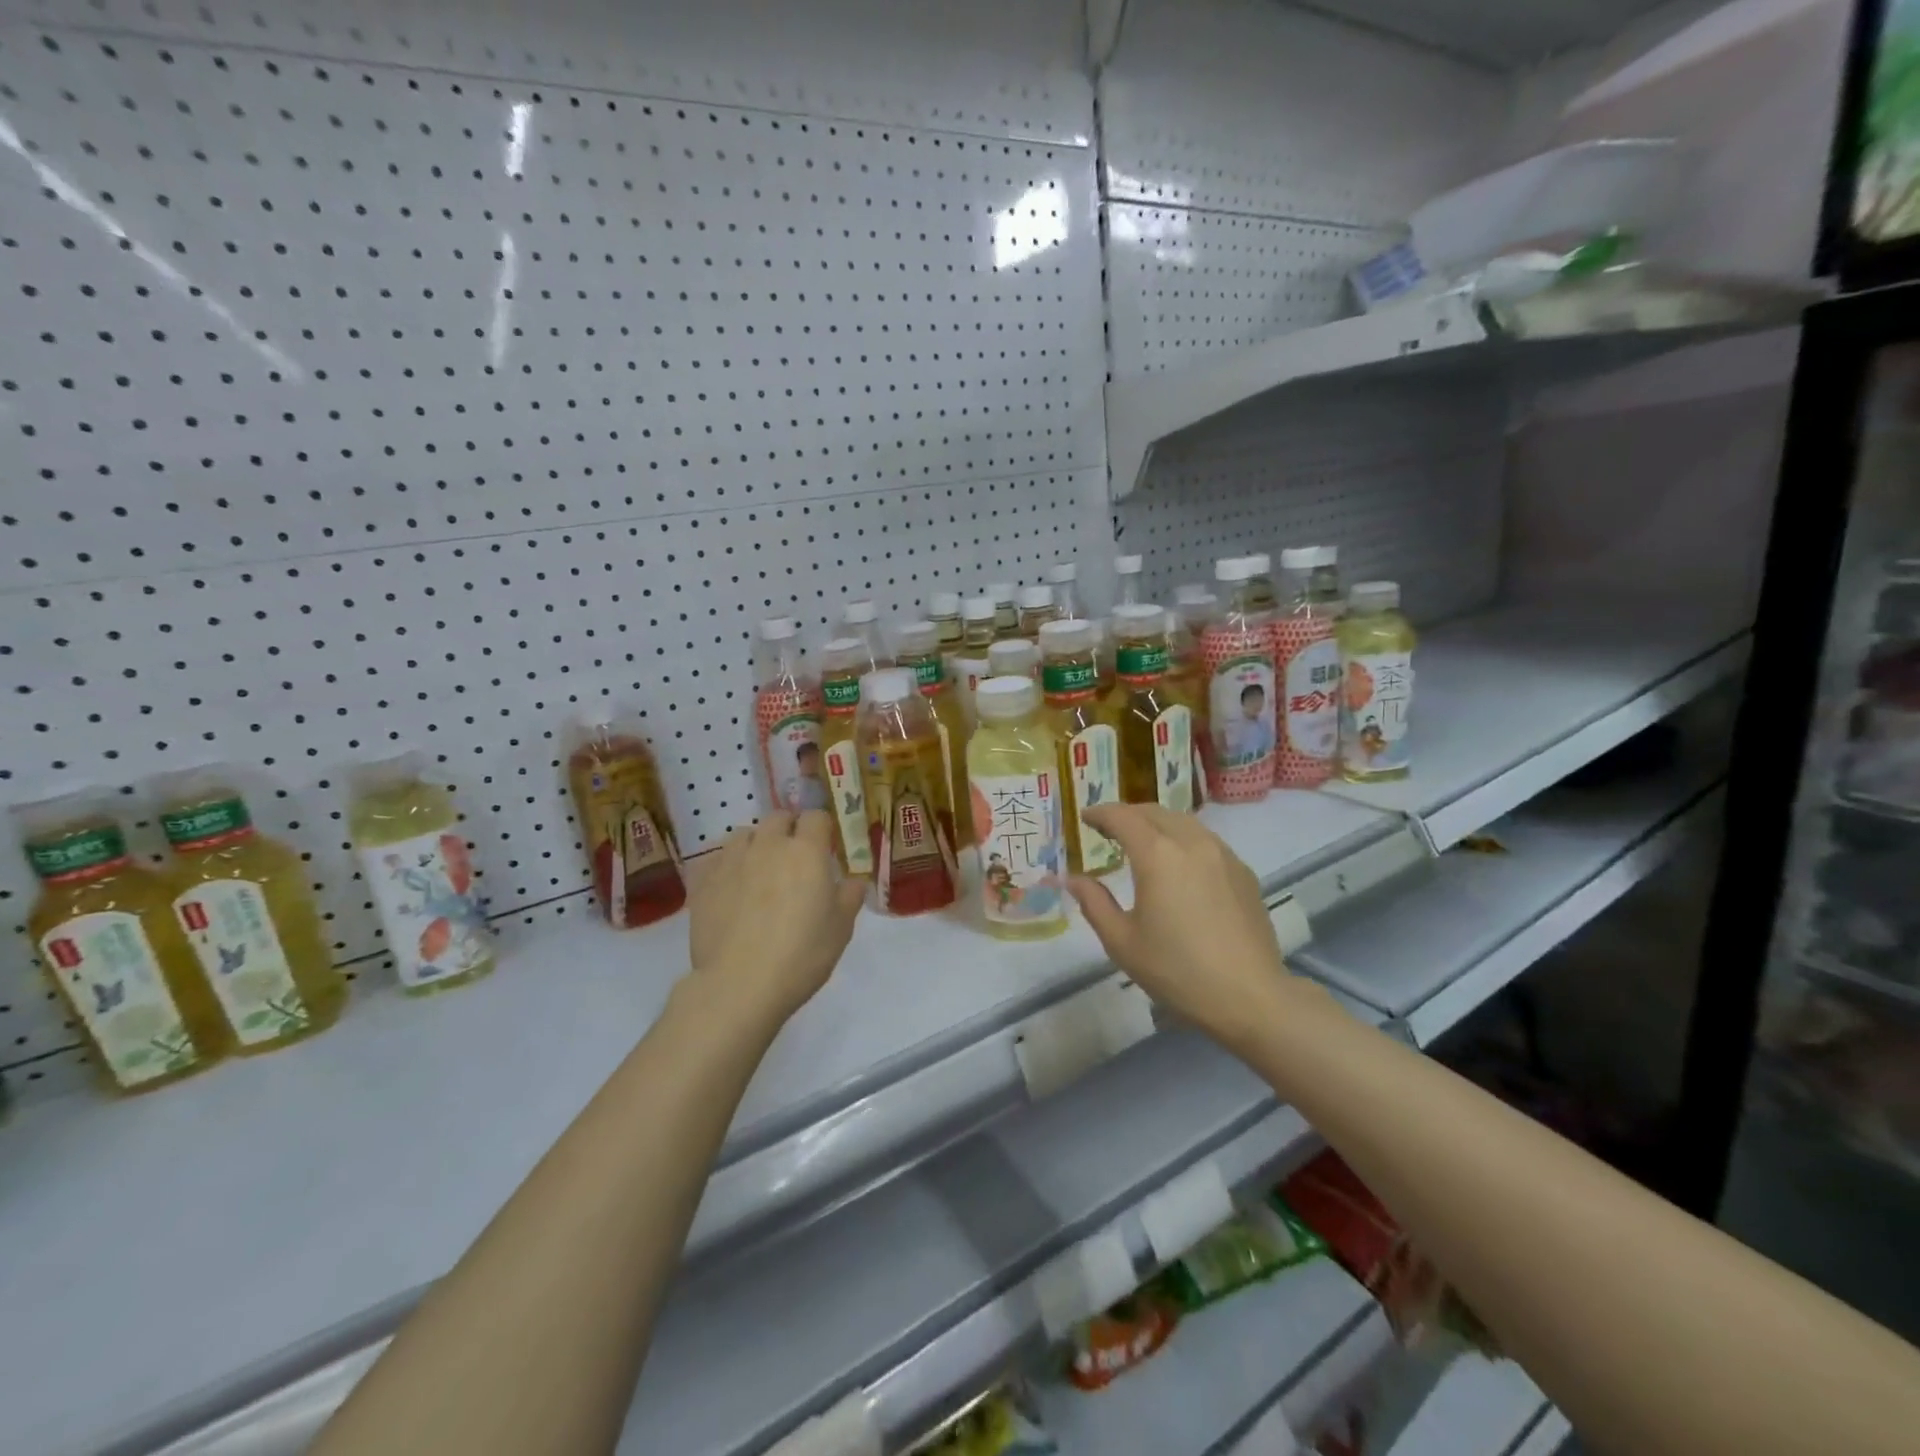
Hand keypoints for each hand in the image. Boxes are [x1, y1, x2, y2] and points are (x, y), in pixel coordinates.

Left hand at [688, 811, 865, 1024]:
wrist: (739, 985)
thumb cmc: (801, 955)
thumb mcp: (841, 929)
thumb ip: (849, 896)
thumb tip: (853, 881)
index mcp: (806, 851)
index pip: (816, 817)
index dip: (821, 828)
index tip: (825, 846)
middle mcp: (768, 845)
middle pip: (778, 818)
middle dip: (788, 829)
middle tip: (794, 857)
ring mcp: (731, 860)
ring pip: (744, 834)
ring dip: (756, 843)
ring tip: (759, 869)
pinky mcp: (703, 880)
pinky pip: (716, 858)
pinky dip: (727, 864)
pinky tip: (730, 886)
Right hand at [1068, 804, 1295, 1049]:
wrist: (1250, 996)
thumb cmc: (1177, 970)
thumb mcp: (1122, 941)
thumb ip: (1094, 902)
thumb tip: (1072, 878)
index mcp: (1157, 855)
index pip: (1122, 817)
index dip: (1100, 813)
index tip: (1085, 818)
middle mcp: (1191, 842)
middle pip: (1154, 812)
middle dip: (1128, 815)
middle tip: (1109, 829)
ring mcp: (1223, 854)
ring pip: (1183, 822)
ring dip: (1157, 824)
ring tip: (1143, 842)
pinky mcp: (1243, 872)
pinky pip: (1206, 841)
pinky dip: (1183, 840)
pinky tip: (1180, 865)